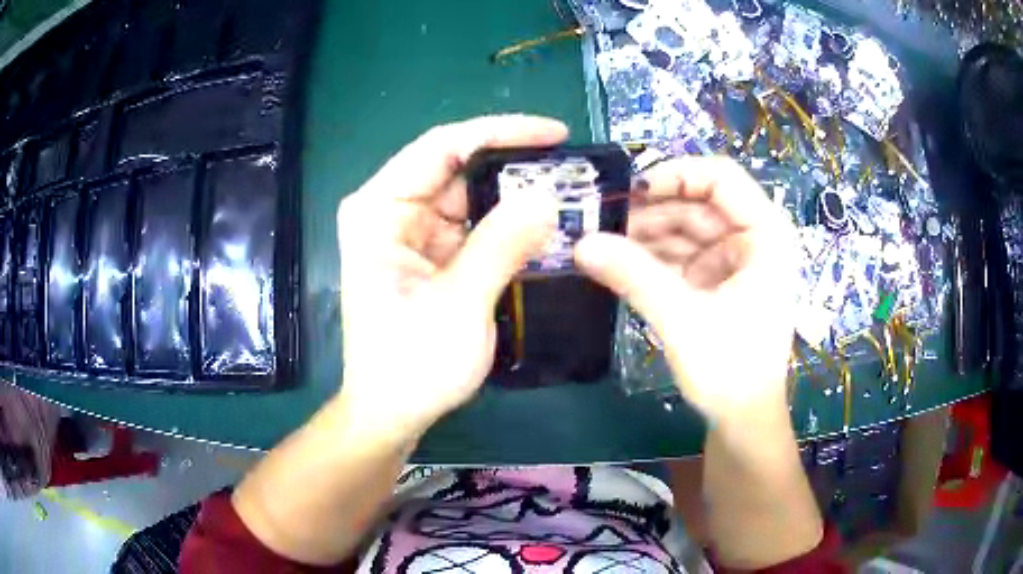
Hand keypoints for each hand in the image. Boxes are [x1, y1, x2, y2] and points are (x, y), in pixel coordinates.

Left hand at [335, 115, 563, 442]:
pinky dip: (508, 226)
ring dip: (516, 198)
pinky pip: (474, 226)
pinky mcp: (430, 255)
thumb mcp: (460, 304)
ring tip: (570, 194)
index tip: (555, 134)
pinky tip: (545, 226)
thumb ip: (502, 245)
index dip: (501, 132)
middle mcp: (392, 210)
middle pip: (459, 168)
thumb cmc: (412, 365)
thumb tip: (547, 195)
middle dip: (515, 167)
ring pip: (471, 197)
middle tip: (573, 171)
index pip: (442, 147)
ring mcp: (411, 232)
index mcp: (380, 210)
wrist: (392, 412)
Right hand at [575, 157, 796, 423]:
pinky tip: (621, 262)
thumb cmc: (730, 370)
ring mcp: (735, 260)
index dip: (675, 175)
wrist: (742, 421)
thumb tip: (581, 243)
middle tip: (603, 222)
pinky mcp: (718, 280)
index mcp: (766, 234)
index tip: (631, 193)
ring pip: (686, 228)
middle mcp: (754, 238)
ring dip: (647, 235)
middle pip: (698, 202)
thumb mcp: (682, 319)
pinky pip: (682, 255)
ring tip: (606, 245)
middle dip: (652, 210)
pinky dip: (653, 257)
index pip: (721, 176)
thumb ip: (634, 275)